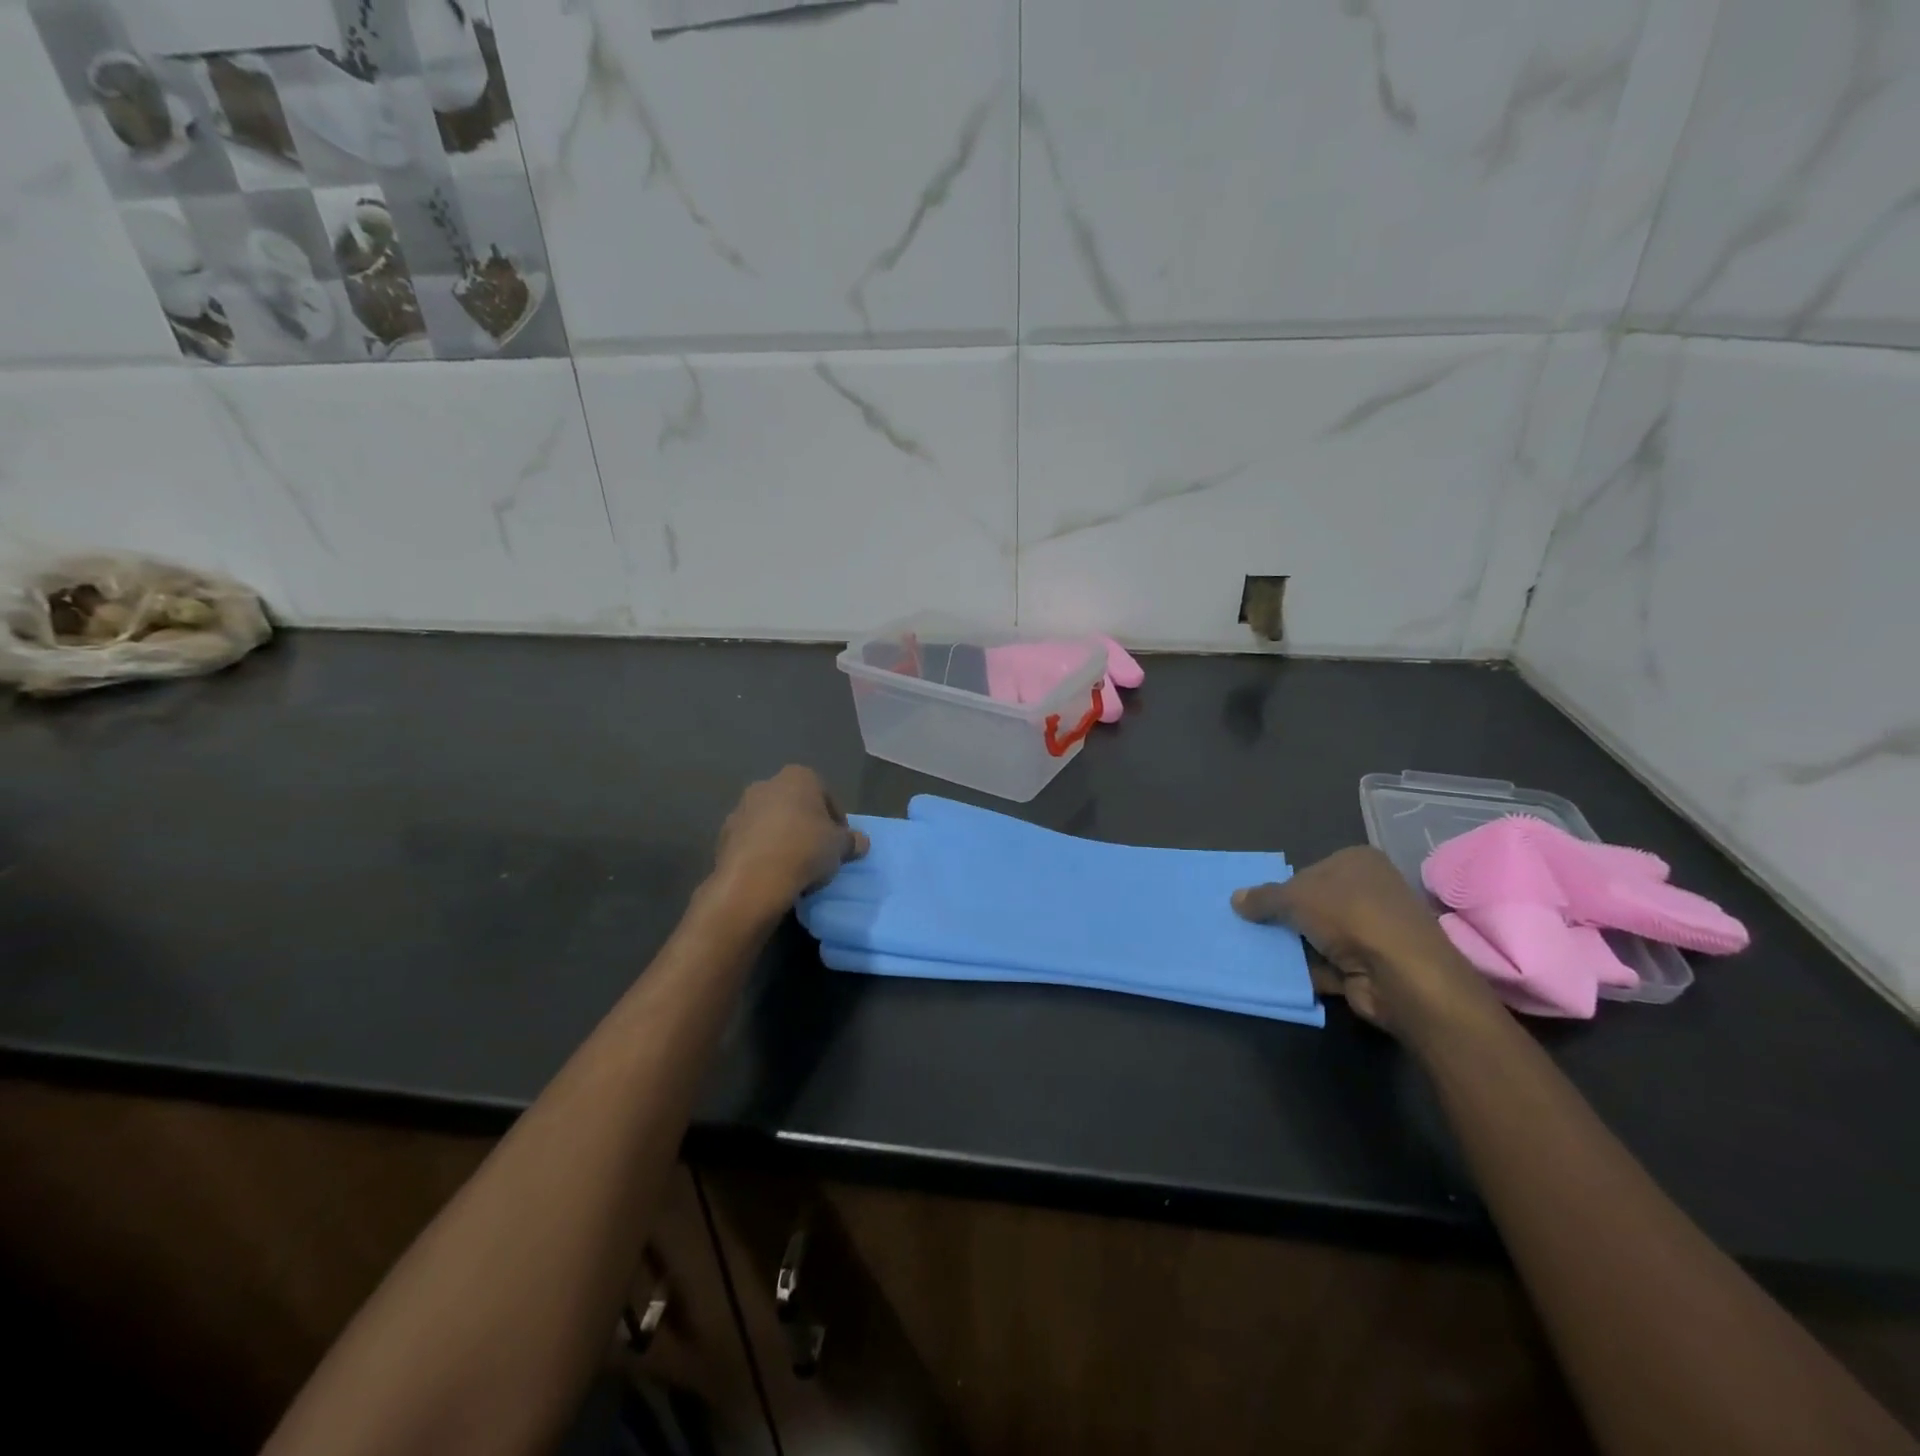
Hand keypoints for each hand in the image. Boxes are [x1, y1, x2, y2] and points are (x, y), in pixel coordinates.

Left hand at [713, 766, 867, 906]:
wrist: (753, 880)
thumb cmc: (805, 850)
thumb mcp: (840, 847)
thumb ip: (852, 841)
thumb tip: (861, 842)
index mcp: (798, 777)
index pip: (826, 795)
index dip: (836, 821)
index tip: (839, 843)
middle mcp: (766, 784)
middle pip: (796, 806)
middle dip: (806, 826)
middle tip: (818, 853)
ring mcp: (741, 809)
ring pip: (771, 823)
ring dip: (782, 839)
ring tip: (795, 867)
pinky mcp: (723, 835)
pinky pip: (752, 842)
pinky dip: (763, 853)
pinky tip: (772, 874)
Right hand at [1233, 847, 1504, 1042]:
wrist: (1400, 975)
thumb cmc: (1349, 915)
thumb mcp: (1294, 896)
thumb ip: (1263, 897)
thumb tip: (1235, 899)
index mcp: (1359, 862)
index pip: (1313, 868)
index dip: (1285, 885)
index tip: (1258, 902)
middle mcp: (1370, 891)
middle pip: (1315, 903)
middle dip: (1286, 917)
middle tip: (1249, 925)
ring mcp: (1373, 931)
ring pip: (1319, 935)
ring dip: (1294, 945)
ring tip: (1254, 949)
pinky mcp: (1370, 966)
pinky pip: (1327, 965)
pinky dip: (1306, 970)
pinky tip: (1276, 973)